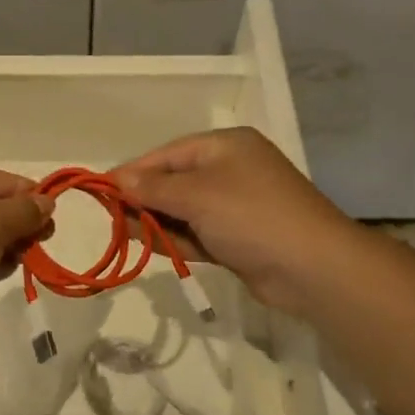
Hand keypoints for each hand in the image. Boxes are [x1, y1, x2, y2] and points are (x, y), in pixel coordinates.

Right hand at [114, 127, 354, 313]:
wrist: (313, 268)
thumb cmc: (251, 215)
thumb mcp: (197, 195)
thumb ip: (154, 188)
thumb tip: (117, 180)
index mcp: (225, 146)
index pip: (168, 154)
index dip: (133, 171)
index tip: (101, 188)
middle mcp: (230, 171)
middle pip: (174, 181)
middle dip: (142, 197)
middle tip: (109, 214)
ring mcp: (235, 207)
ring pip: (183, 210)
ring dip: (154, 219)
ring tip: (121, 230)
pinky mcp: (238, 239)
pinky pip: (197, 233)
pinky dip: (174, 237)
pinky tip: (146, 243)